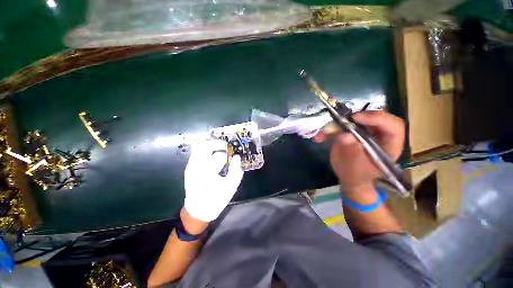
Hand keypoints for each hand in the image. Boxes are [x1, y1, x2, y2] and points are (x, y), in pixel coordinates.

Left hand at [184, 140, 243, 221]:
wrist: (198, 210)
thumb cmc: (216, 199)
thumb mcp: (230, 187)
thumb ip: (236, 171)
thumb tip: (237, 157)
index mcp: (208, 173)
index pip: (219, 156)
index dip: (228, 154)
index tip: (232, 154)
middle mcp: (196, 167)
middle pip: (205, 147)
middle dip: (217, 144)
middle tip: (226, 146)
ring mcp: (190, 167)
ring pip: (199, 148)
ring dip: (210, 145)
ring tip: (219, 148)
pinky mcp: (188, 168)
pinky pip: (196, 153)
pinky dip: (205, 150)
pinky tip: (212, 154)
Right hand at [314, 111, 404, 193]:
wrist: (349, 179)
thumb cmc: (358, 177)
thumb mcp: (357, 168)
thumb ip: (352, 151)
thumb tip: (343, 136)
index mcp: (389, 144)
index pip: (393, 126)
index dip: (377, 118)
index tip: (356, 118)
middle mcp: (378, 135)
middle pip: (370, 118)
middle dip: (353, 119)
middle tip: (339, 121)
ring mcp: (362, 133)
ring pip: (352, 121)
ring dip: (334, 126)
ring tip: (323, 134)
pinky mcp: (349, 134)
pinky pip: (338, 128)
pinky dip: (327, 132)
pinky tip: (319, 138)